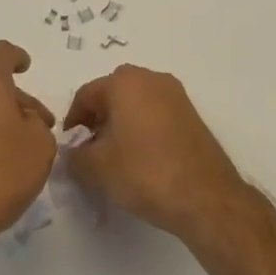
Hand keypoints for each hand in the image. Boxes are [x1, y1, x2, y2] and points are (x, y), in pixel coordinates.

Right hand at [63, 66, 247, 245]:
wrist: (205, 195)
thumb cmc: (145, 172)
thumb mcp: (97, 169)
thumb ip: (75, 158)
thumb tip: (72, 155)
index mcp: (125, 82)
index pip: (87, 94)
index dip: (73, 121)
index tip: (70, 147)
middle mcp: (151, 78)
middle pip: (113, 94)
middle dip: (98, 119)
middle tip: (92, 150)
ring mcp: (175, 95)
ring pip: (136, 102)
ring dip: (122, 123)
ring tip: (117, 157)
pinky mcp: (191, 114)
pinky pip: (157, 113)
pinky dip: (144, 128)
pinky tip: (143, 158)